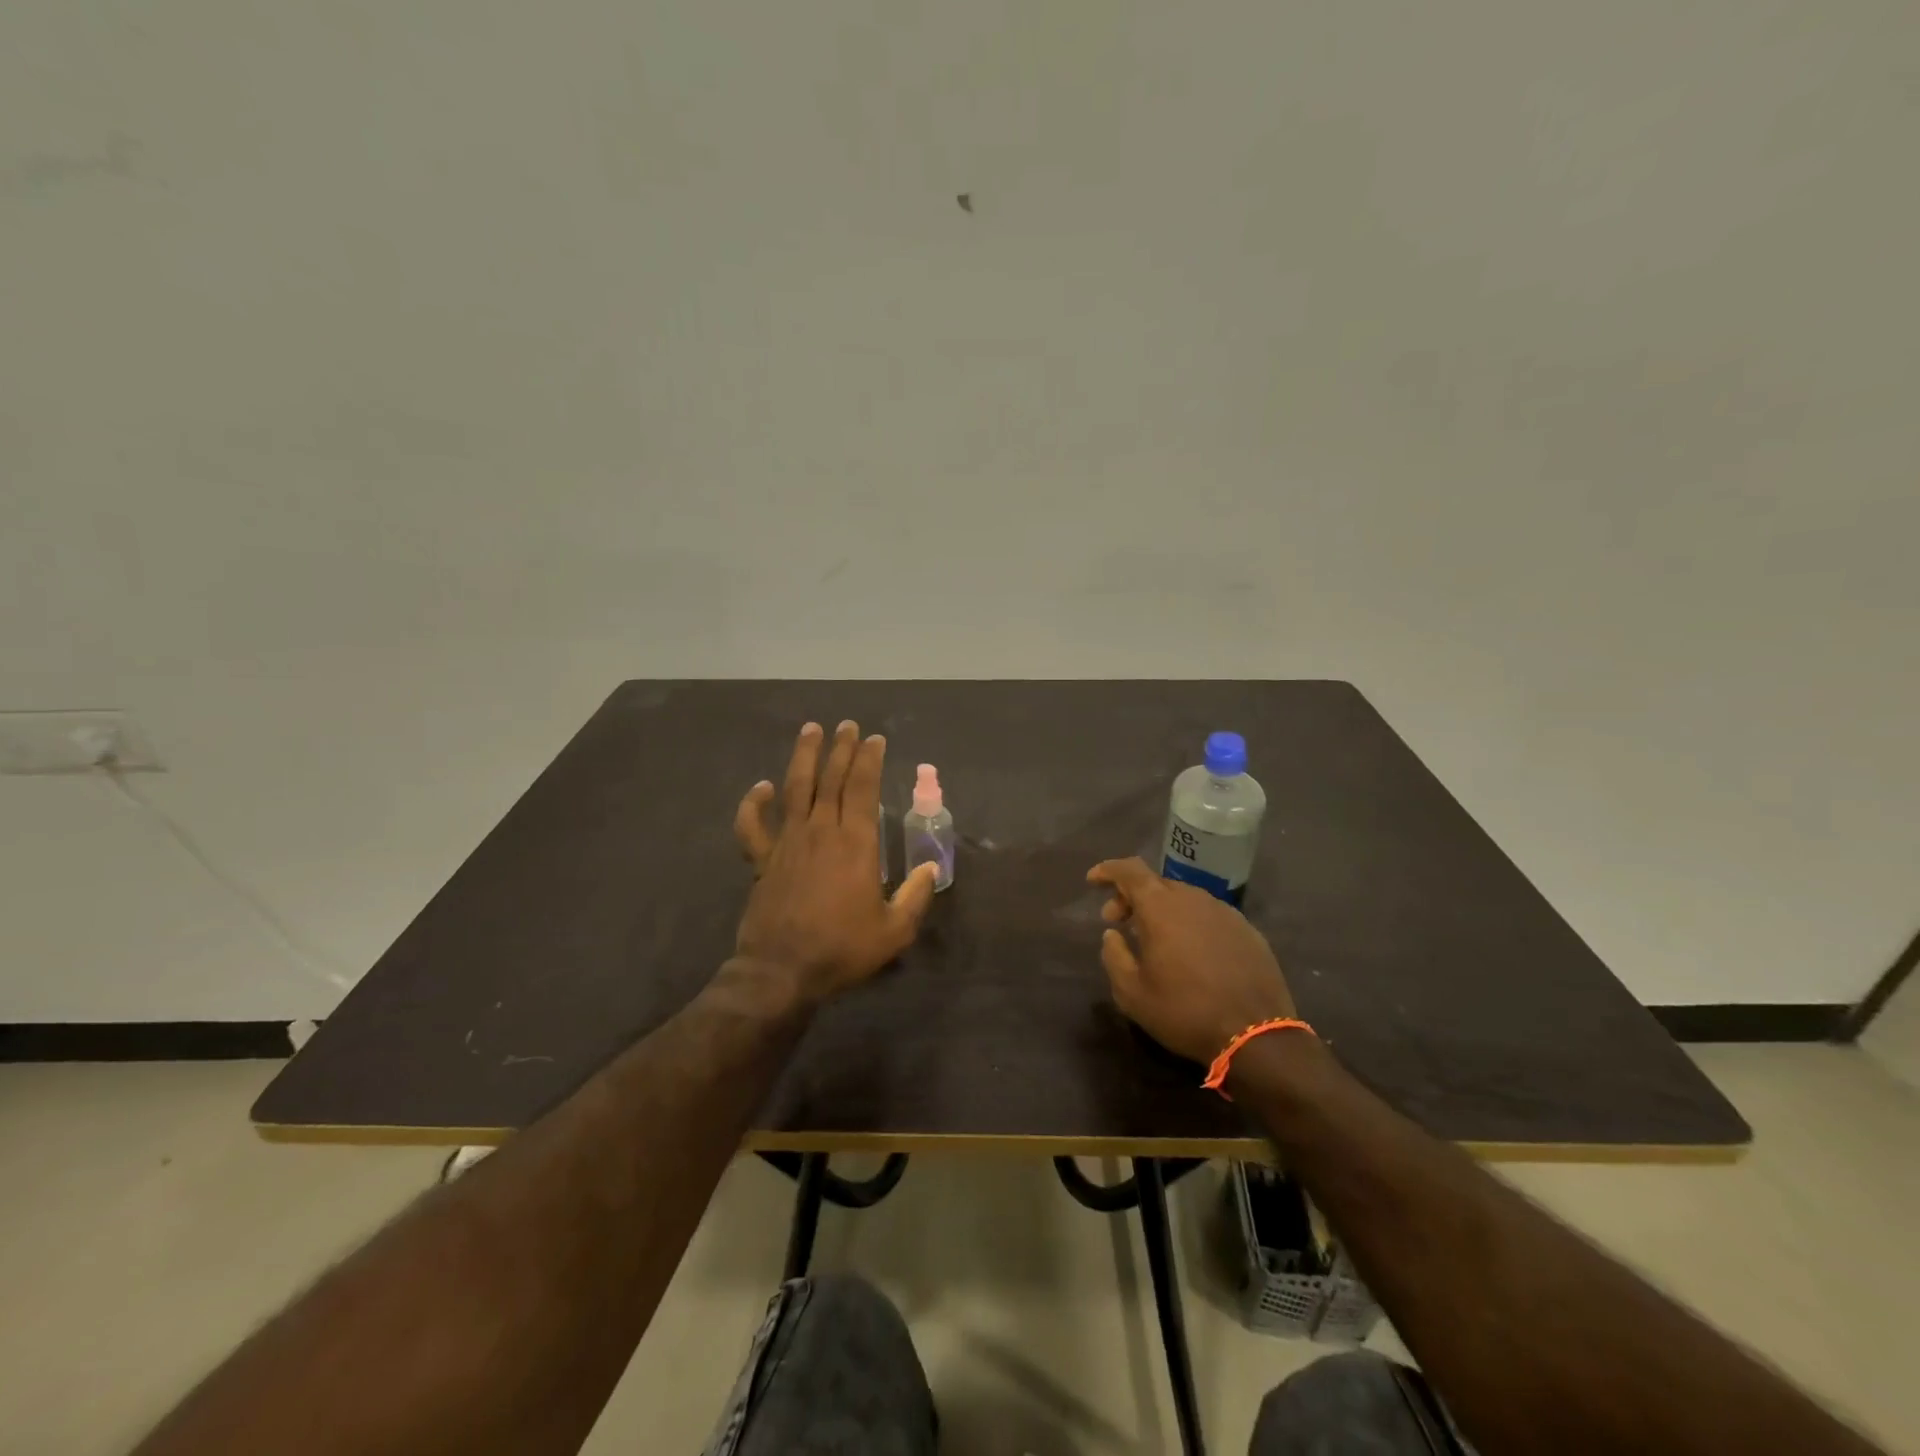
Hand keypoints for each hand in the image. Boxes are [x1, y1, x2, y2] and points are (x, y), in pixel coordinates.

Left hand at [733, 721, 938, 1003]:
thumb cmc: (842, 949)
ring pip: (795, 788)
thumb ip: (914, 897)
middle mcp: (821, 832)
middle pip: (830, 779)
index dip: (869, 761)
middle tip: (848, 726)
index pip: (862, 788)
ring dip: (804, 757)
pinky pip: (753, 825)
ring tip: (811, 730)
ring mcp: (787, 842)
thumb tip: (928, 869)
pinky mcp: (763, 860)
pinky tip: (761, 787)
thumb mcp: (893, 931)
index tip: (875, 740)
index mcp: (855, 844)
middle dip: (842, 749)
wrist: (781, 971)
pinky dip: (753, 803)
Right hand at [1087, 857, 1296, 1062]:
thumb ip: (1114, 956)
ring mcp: (1225, 912)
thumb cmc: (1185, 1011)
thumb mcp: (1132, 993)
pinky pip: (1209, 915)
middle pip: (1156, 883)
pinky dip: (1190, 922)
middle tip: (1118, 922)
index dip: (1108, 870)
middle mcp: (1194, 898)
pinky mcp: (1247, 930)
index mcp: (1161, 907)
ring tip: (1153, 939)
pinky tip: (1190, 952)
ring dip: (1162, 910)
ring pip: (1184, 898)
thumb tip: (1112, 934)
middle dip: (1131, 896)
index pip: (1130, 870)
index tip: (1093, 881)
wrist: (1257, 1035)